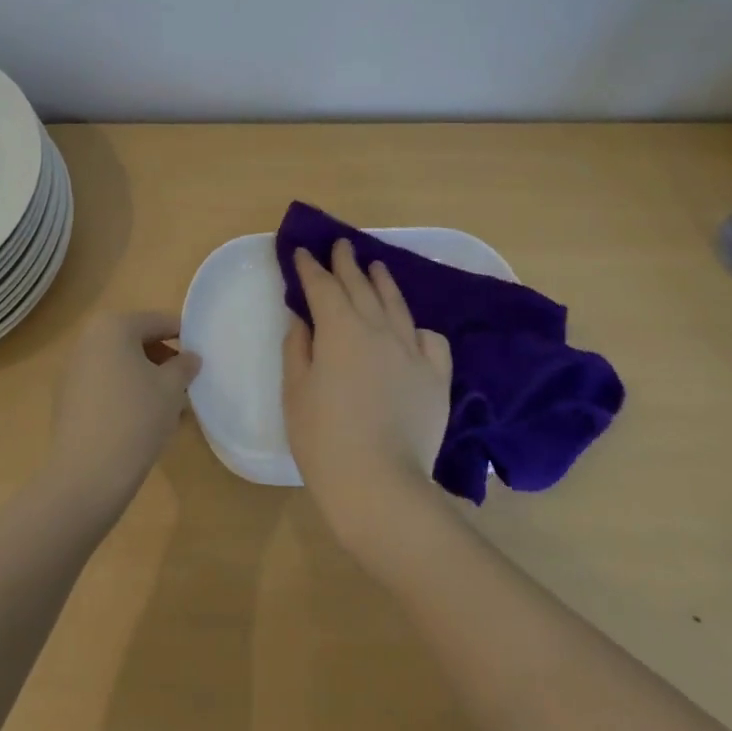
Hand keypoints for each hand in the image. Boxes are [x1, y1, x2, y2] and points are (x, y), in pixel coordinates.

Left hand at [45, 310, 200, 512]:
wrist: (85, 477)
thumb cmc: (135, 418)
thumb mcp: (171, 388)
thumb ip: (184, 366)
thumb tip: (190, 358)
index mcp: (113, 326)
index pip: (158, 322)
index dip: (184, 337)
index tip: (201, 358)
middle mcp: (88, 340)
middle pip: (136, 341)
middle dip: (164, 361)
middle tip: (186, 385)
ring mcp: (73, 370)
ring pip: (121, 365)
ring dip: (146, 379)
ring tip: (169, 408)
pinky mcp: (67, 400)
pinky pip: (105, 386)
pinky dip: (126, 394)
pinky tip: (143, 422)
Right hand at [282, 239, 453, 551]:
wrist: (381, 485)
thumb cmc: (324, 440)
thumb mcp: (296, 392)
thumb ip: (298, 348)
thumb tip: (303, 319)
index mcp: (339, 329)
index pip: (322, 286)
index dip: (310, 267)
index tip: (302, 251)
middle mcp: (377, 329)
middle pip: (361, 286)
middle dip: (347, 263)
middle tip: (341, 244)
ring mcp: (411, 351)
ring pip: (396, 305)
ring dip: (383, 282)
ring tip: (377, 266)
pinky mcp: (435, 377)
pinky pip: (430, 340)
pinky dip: (419, 329)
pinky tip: (414, 329)